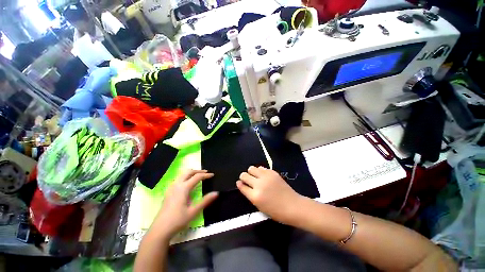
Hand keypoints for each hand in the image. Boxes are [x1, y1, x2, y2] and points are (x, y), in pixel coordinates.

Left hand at [153, 169, 217, 237]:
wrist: (160, 230)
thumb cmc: (178, 220)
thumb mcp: (193, 211)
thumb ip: (205, 201)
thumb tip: (216, 193)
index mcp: (183, 188)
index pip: (197, 177)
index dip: (206, 175)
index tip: (213, 175)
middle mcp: (177, 185)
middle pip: (188, 172)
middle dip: (198, 171)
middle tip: (206, 172)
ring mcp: (171, 188)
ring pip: (182, 175)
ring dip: (191, 173)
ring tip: (198, 176)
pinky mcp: (168, 192)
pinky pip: (178, 179)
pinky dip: (186, 177)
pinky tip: (188, 184)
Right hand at [237, 166, 302, 223]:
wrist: (293, 206)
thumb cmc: (276, 211)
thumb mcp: (259, 206)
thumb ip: (250, 195)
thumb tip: (242, 185)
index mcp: (255, 196)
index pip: (242, 186)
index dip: (240, 184)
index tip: (240, 183)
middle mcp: (259, 184)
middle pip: (244, 175)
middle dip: (243, 177)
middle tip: (247, 180)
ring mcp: (266, 177)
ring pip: (252, 168)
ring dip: (251, 172)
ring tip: (255, 176)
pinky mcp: (272, 172)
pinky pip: (261, 168)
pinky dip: (260, 171)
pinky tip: (263, 176)